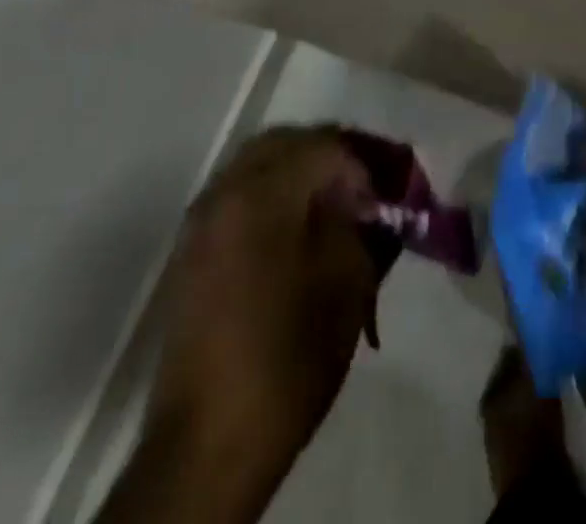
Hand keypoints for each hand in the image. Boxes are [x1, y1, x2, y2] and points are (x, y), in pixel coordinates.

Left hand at [107, 126, 379, 523]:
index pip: (326, 144)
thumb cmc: (288, 357)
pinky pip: (243, 192)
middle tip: (367, 185)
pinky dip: (277, 191)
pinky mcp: (194, 248)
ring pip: (263, 162)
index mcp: (263, 193)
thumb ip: (365, 224)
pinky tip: (302, 226)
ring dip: (304, 170)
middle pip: (290, 141)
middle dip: (334, 155)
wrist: (208, 443)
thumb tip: (375, 199)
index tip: (390, 193)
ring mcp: (204, 218)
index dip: (366, 161)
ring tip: (338, 203)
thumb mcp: (349, 284)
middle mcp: (227, 190)